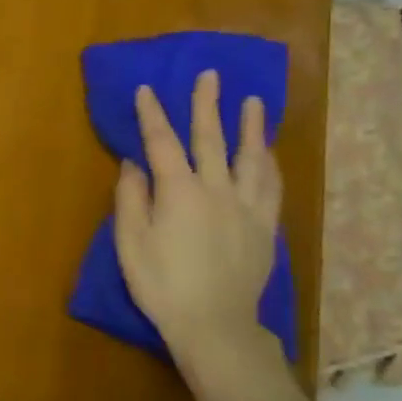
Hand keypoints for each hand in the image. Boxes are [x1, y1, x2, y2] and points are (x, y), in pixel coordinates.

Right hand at [113, 70, 281, 366]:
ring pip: (250, 158)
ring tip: (253, 102)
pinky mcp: (265, 227)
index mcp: (178, 192)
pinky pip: (271, 187)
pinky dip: (269, 164)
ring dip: (250, 127)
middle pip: (211, 139)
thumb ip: (131, 199)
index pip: (162, 143)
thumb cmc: (162, 285)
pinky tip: (268, 153)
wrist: (214, 325)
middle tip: (210, 75)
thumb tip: (133, 164)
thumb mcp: (130, 243)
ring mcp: (246, 207)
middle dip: (207, 105)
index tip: (146, 89)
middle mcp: (216, 190)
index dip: (152, 114)